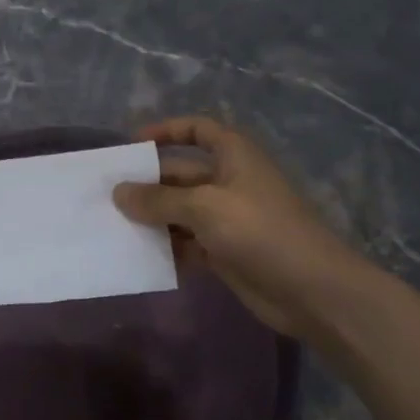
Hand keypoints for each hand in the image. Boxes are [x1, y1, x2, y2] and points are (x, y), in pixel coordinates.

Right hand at [113, 117, 359, 337]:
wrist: (311, 290)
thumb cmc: (260, 231)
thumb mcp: (205, 207)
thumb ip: (158, 200)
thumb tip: (118, 192)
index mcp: (234, 156)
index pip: (197, 129)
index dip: (166, 131)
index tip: (132, 144)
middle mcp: (229, 182)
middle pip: (180, 174)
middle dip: (148, 183)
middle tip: (108, 197)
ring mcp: (228, 219)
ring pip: (180, 211)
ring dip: (153, 218)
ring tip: (114, 227)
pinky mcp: (225, 251)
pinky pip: (187, 242)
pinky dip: (167, 247)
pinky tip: (140, 256)